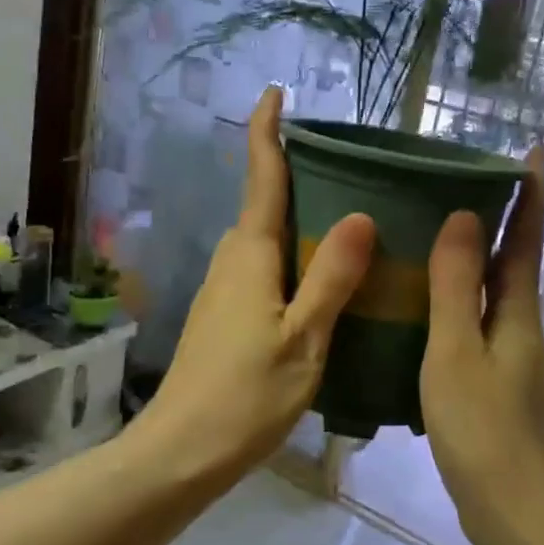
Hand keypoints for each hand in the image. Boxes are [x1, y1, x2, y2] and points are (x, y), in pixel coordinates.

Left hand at [128, 88, 375, 488]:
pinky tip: (326, 283)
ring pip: (267, 241)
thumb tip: (361, 214)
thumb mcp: (304, 338)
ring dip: (300, 223)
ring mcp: (225, 291)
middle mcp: (232, 262)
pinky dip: (295, 261)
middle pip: (265, 206)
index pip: (260, 178)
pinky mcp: (226, 318)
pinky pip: (266, 271)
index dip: (267, 132)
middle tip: (353, 169)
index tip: (275, 92)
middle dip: (298, 178)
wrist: (182, 452)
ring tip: (353, 221)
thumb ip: (332, 278)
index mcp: (250, 255)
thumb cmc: (245, 395)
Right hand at [421, 146, 543, 544]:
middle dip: (499, 221)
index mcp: (517, 315)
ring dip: (474, 262)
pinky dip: (458, 304)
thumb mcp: (457, 352)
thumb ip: (457, 287)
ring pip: (492, 296)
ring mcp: (511, 361)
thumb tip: (466, 216)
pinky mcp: (495, 387)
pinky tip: (423, 311)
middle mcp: (521, 330)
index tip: (532, 149)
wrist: (514, 514)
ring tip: (433, 237)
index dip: (529, 194)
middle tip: (459, 184)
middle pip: (513, 264)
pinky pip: (476, 327)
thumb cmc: (482, 429)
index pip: (526, 239)